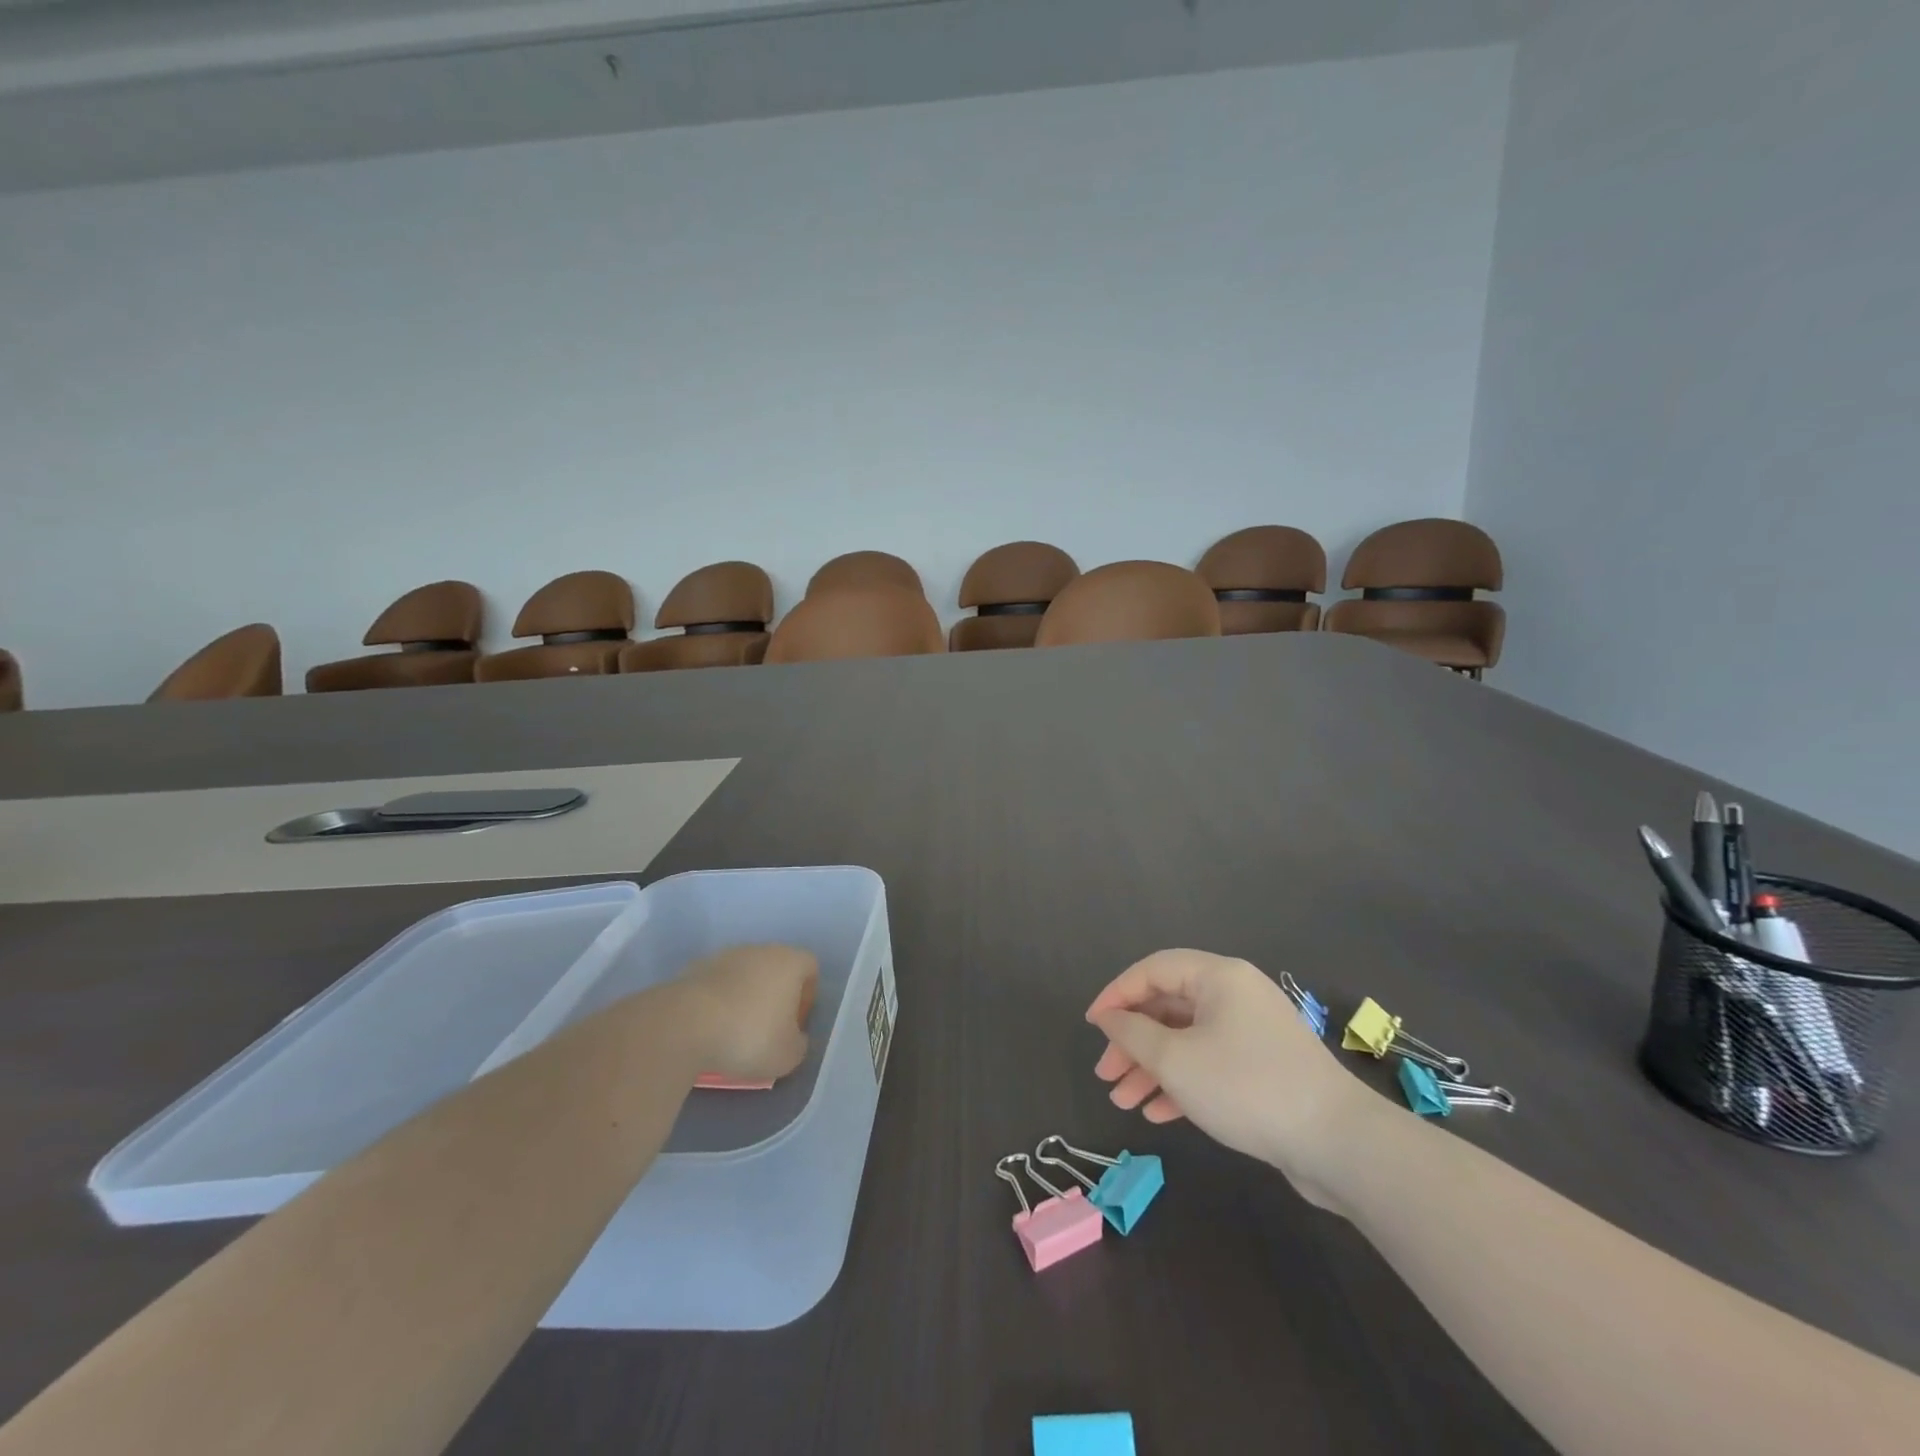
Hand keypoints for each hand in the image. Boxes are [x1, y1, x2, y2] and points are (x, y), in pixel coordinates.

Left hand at [676, 944, 817, 1084]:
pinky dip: (718, 1001)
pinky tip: (710, 1028)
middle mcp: (760, 949)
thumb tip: (794, 1038)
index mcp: (790, 961)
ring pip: (745, 974)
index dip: (808, 995)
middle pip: (776, 968)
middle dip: (775, 995)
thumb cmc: (749, 1036)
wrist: (684, 1026)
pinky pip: (717, 984)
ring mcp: (725, 955)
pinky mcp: (695, 968)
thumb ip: (800, 1044)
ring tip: (735, 1030)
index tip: (795, 1024)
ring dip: (745, 997)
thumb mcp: (788, 1055)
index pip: (810, 967)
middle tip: (768, 1029)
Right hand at [1086, 950, 1378, 1208]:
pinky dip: (1182, 1083)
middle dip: (1133, 1041)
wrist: (1339, 1144)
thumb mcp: (1176, 1060)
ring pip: (1187, 1039)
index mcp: (1218, 977)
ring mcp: (1252, 1032)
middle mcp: (1236, 995)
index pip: (1153, 970)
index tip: (1092, 1027)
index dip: (1117, 994)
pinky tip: (1158, 1113)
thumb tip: (1109, 1017)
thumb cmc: (1246, 1087)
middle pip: (1169, 1006)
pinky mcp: (1264, 1068)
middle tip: (1106, 1075)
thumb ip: (1133, 1034)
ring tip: (1123, 1101)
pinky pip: (1210, 1064)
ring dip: (1152, 1068)